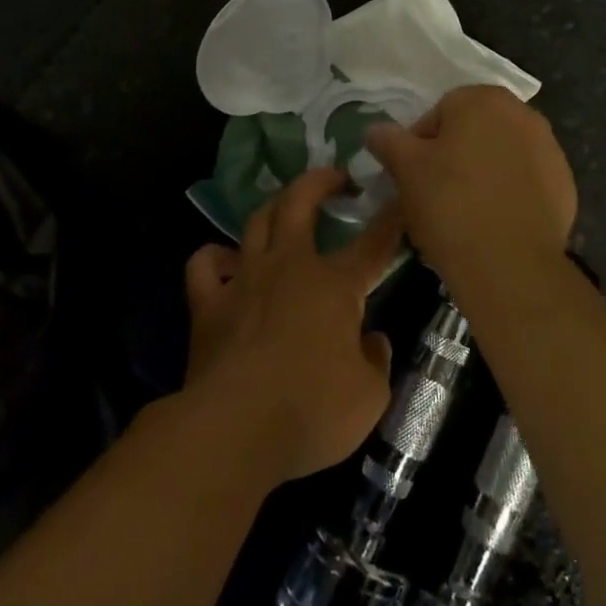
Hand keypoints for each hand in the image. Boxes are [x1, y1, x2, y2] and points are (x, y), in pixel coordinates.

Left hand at [181, 168, 401, 485]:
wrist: (235, 428)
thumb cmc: (311, 411)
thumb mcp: (369, 397)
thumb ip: (375, 360)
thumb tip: (370, 340)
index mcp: (334, 285)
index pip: (373, 244)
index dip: (391, 219)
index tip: (400, 197)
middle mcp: (289, 266)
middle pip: (300, 202)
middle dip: (320, 181)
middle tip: (336, 177)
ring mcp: (245, 279)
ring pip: (257, 221)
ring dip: (274, 207)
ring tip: (285, 208)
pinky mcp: (208, 302)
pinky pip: (205, 263)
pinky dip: (216, 256)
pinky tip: (226, 261)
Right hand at [365, 85, 575, 290]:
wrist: (510, 265)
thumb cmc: (450, 203)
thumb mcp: (405, 169)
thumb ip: (388, 140)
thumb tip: (375, 130)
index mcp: (482, 99)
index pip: (439, 112)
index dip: (420, 144)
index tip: (413, 175)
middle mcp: (523, 114)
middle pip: (474, 130)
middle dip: (454, 155)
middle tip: (435, 193)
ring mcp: (550, 150)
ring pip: (501, 156)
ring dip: (483, 173)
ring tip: (464, 212)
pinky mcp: (566, 186)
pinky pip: (526, 182)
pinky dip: (510, 195)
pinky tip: (494, 223)